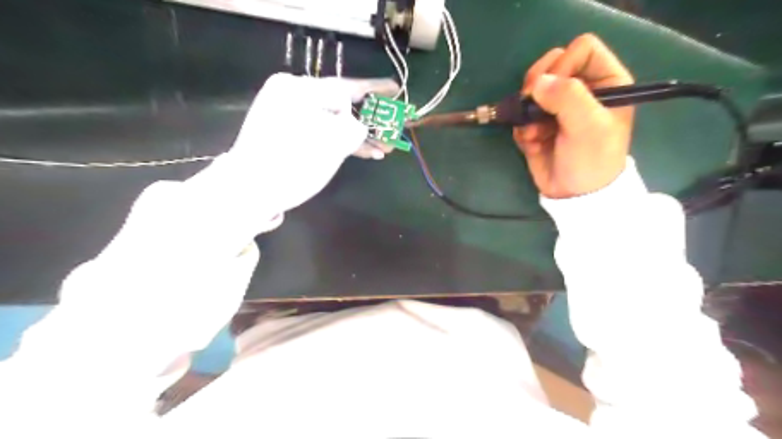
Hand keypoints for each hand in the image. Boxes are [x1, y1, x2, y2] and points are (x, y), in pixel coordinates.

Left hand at [198, 74, 399, 216]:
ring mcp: (287, 116)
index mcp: (298, 89)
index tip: (395, 89)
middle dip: (369, 119)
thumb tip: (356, 127)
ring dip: (358, 136)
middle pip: (340, 105)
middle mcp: (291, 96)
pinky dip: (340, 142)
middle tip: (391, 126)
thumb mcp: (332, 144)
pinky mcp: (287, 135)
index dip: (374, 91)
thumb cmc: (291, 165)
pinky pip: (321, 133)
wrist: (249, 192)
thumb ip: (354, 129)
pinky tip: (363, 152)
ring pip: (333, 122)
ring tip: (383, 149)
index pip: (345, 89)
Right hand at [515, 35, 633, 198]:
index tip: (555, 90)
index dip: (564, 64)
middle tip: (532, 104)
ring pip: (531, 89)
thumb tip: (536, 83)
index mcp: (605, 81)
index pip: (581, 49)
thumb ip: (568, 97)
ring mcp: (556, 108)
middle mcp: (580, 90)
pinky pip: (521, 114)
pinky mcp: (537, 125)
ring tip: (533, 132)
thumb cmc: (592, 159)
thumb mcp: (588, 126)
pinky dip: (522, 128)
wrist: (575, 195)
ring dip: (526, 110)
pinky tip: (531, 144)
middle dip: (537, 85)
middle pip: (550, 64)